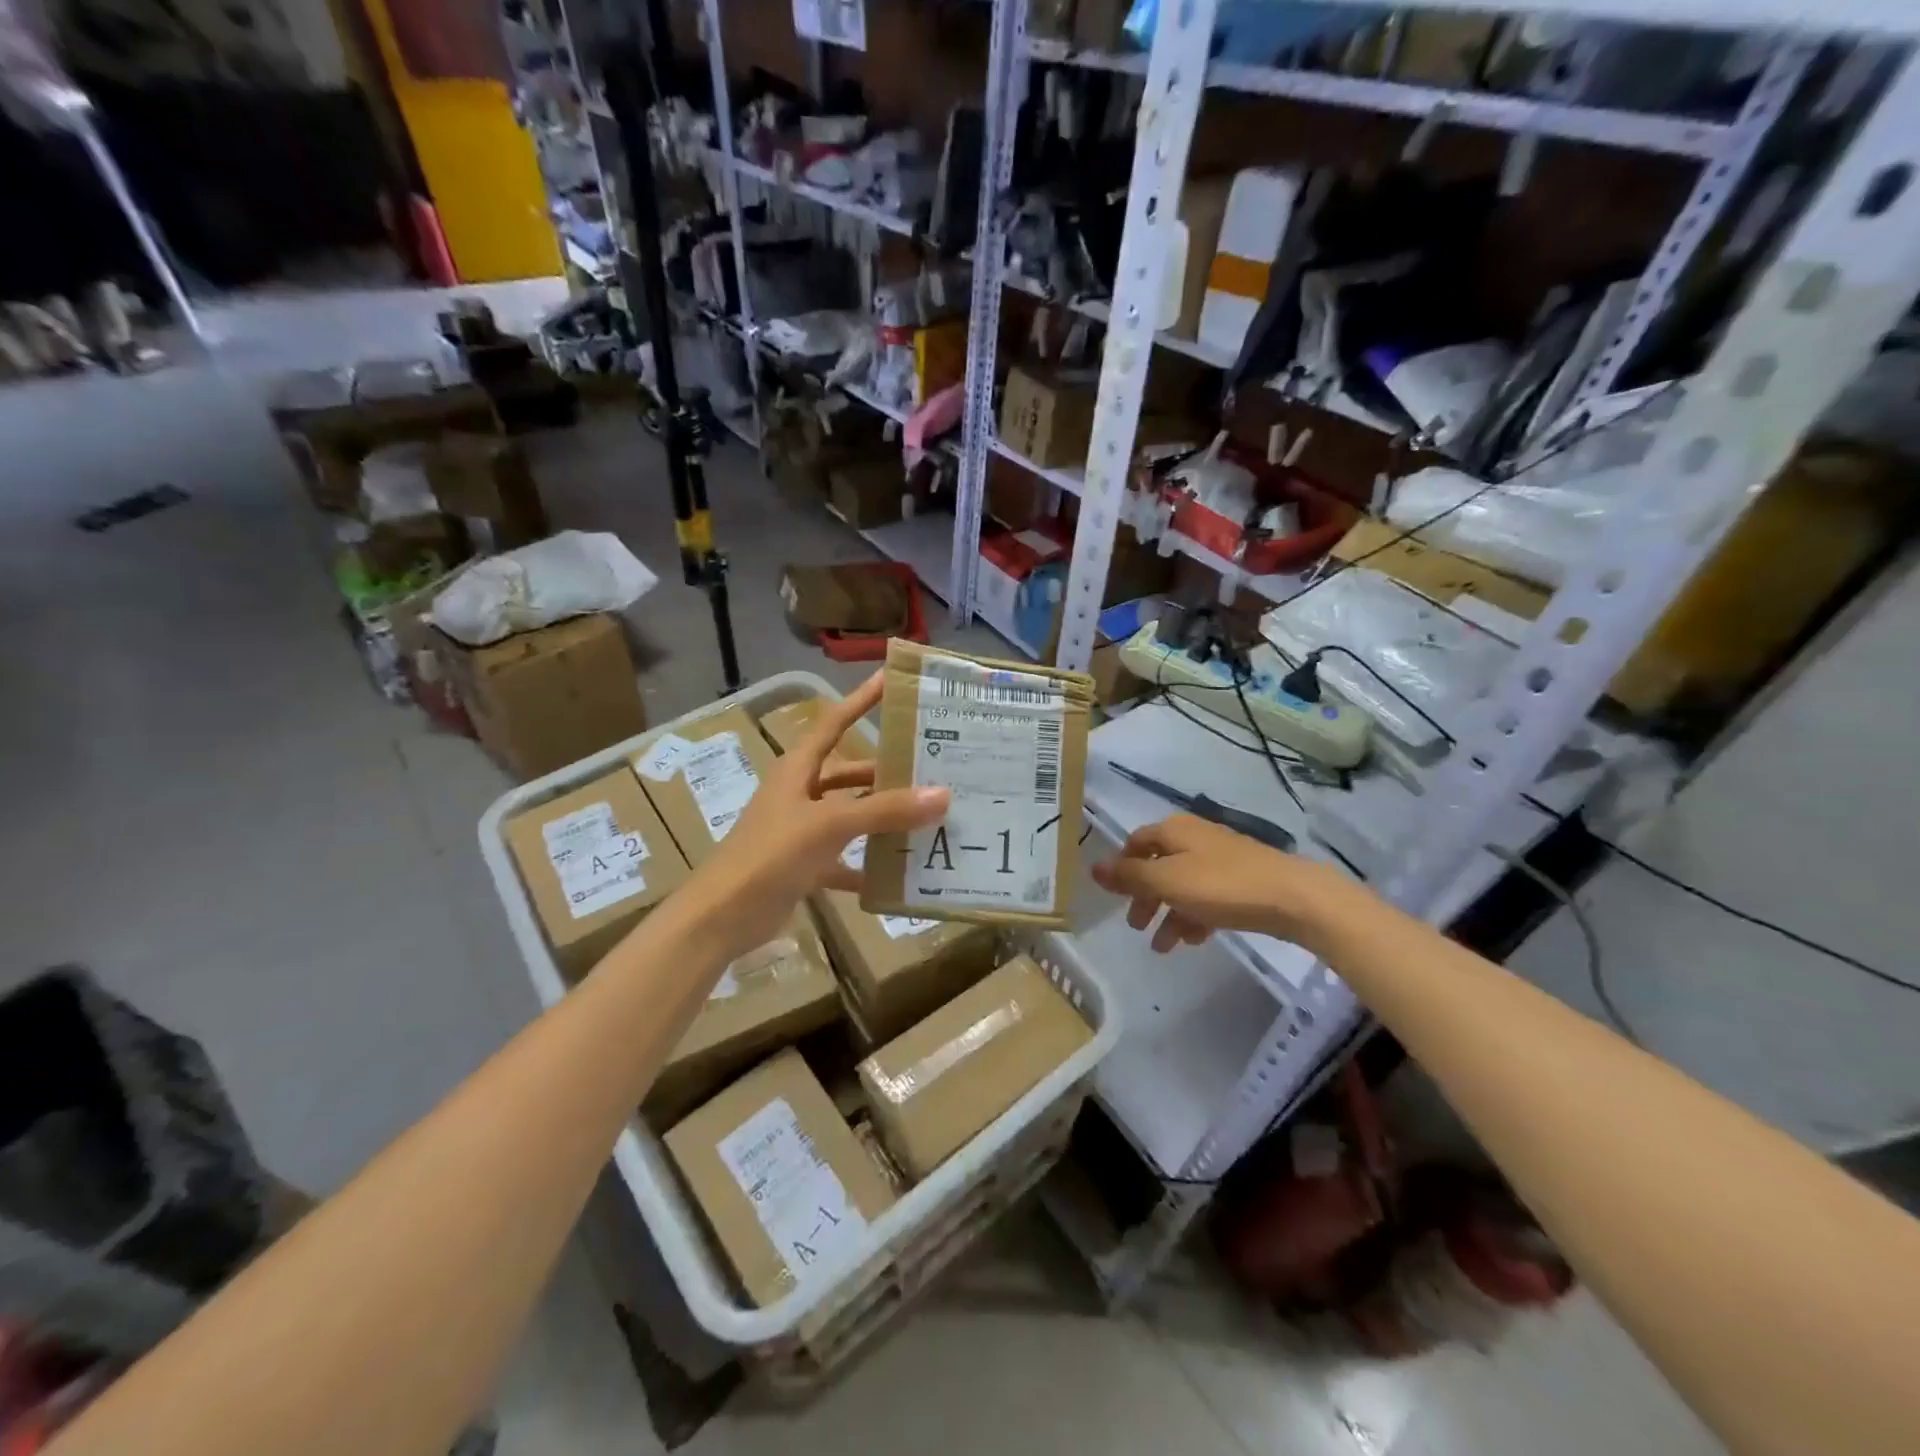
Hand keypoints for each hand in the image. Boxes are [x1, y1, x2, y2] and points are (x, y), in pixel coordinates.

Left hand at [685, 672, 947, 960]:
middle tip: (933, 766)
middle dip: (886, 770)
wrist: (721, 917)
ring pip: (851, 815)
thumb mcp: (828, 825)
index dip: (861, 699)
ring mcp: (801, 831)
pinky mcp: (804, 866)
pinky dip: (868, 865)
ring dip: (882, 818)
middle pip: (849, 772)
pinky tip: (900, 873)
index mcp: (798, 769)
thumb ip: (884, 810)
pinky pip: (845, 859)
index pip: (835, 722)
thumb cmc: (769, 855)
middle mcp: (801, 793)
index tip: (892, 678)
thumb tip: (942, 794)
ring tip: (928, 816)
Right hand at [1090, 813, 1349, 952]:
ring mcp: (1221, 859)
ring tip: (1163, 946)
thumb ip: (1129, 876)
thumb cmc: (1222, 886)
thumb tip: (1093, 867)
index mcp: (1174, 830)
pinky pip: (1207, 897)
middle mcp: (1195, 838)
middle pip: (1158, 865)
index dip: (1121, 867)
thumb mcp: (1167, 881)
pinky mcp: (1242, 881)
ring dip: (1168, 913)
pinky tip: (1193, 940)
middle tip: (1136, 925)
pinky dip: (1194, 916)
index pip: (1135, 843)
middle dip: (1144, 896)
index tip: (1113, 896)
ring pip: (1182, 885)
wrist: (1294, 898)